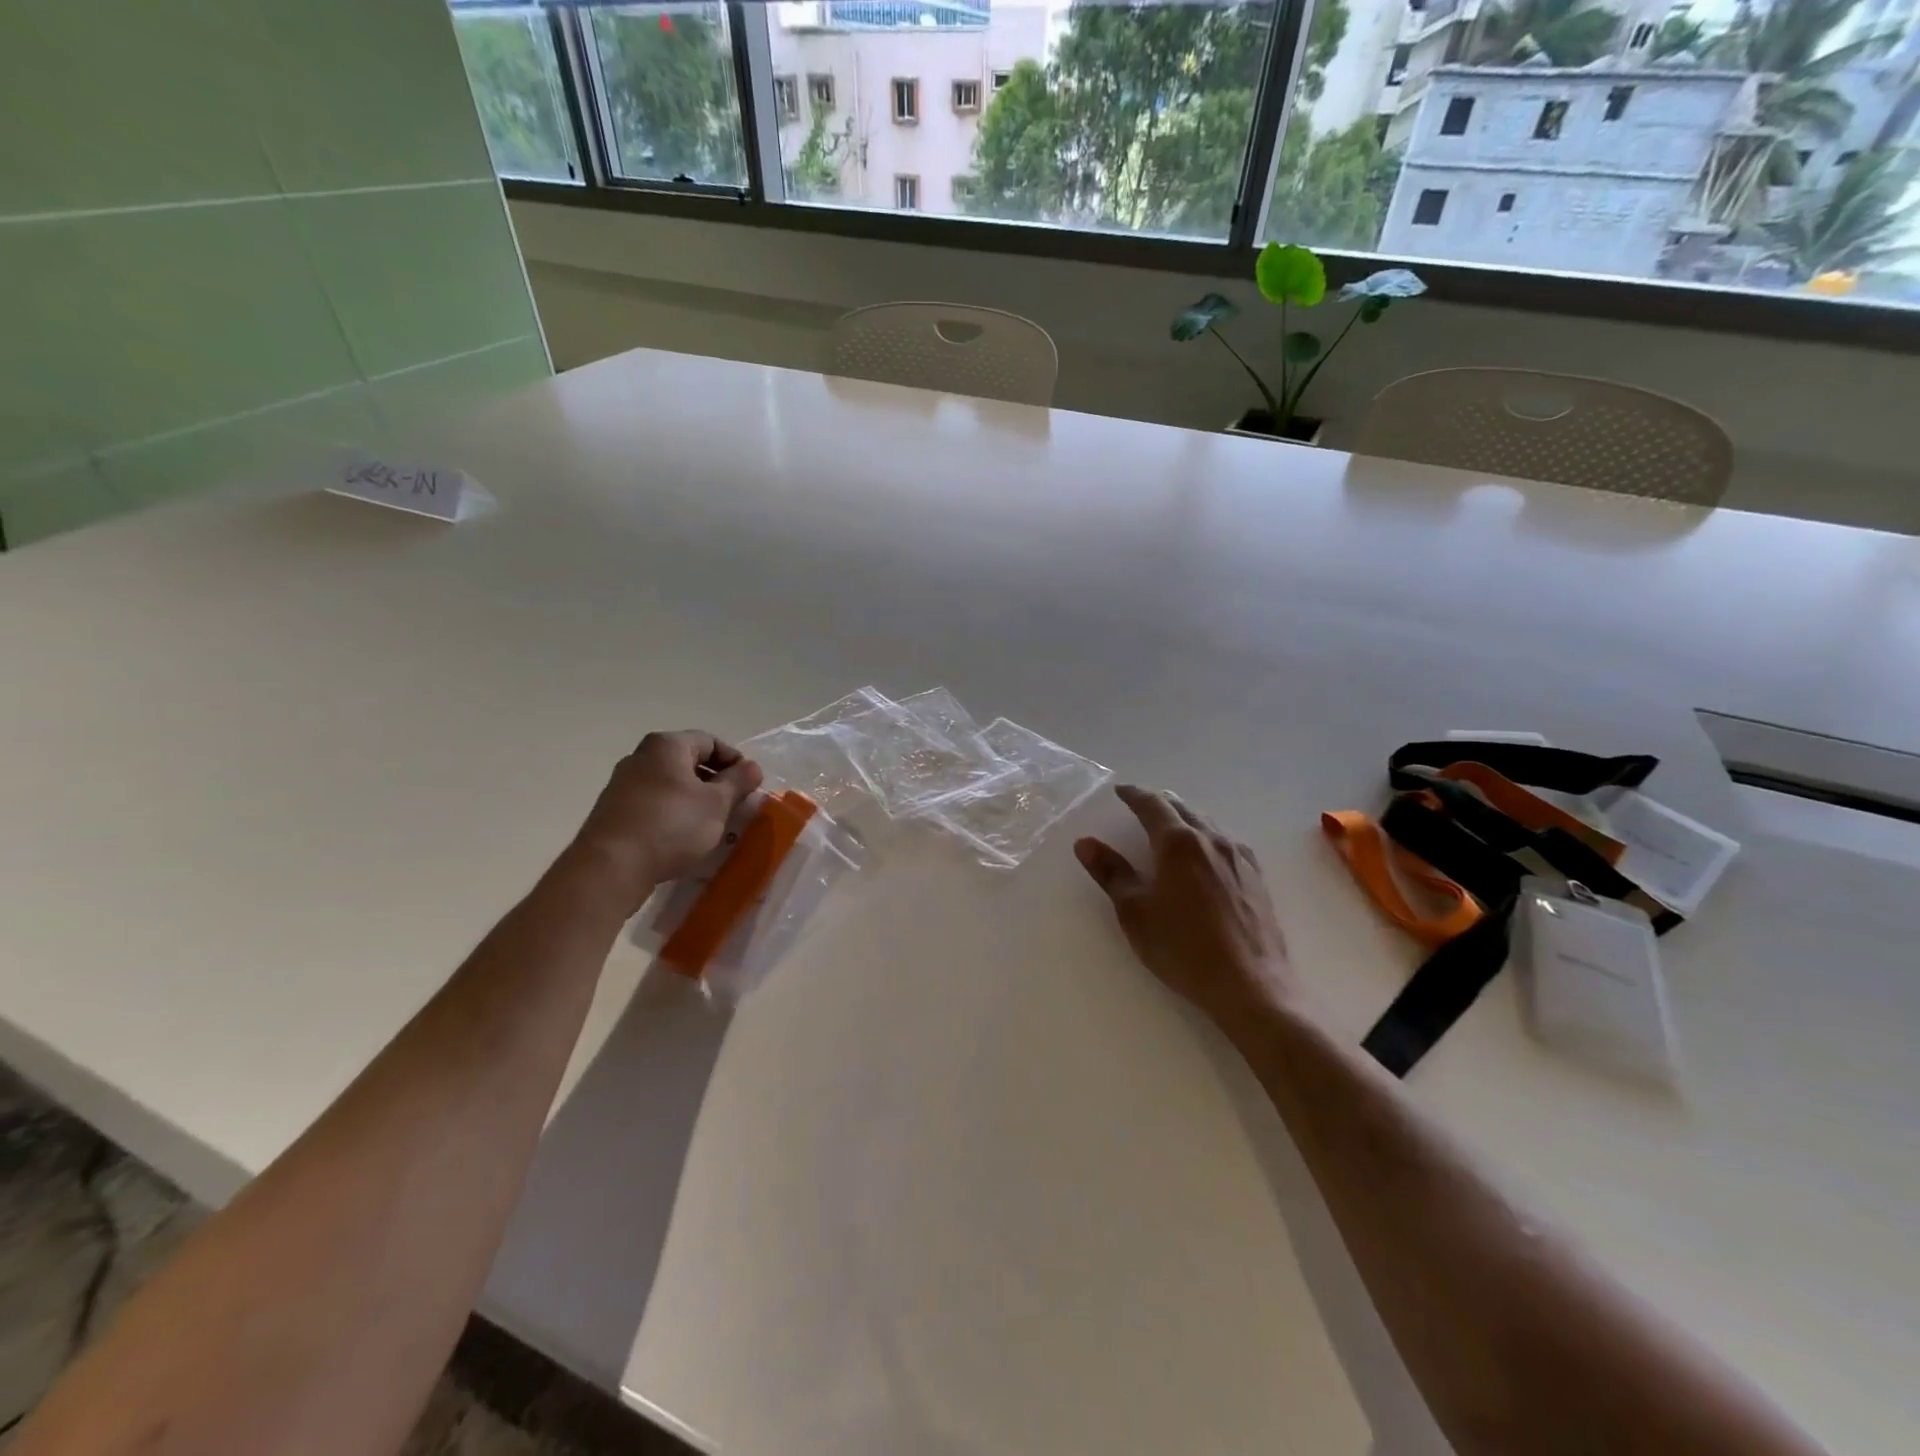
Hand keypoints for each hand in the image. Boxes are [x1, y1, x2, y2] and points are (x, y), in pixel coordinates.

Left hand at [571, 731, 762, 908]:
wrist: (611, 867)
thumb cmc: (672, 825)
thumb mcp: (717, 804)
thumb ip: (738, 782)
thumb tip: (752, 767)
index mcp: (667, 746)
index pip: (710, 741)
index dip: (734, 760)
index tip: (749, 785)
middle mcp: (641, 757)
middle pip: (688, 761)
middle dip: (714, 782)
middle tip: (733, 805)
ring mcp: (623, 784)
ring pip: (670, 784)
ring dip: (694, 799)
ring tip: (711, 824)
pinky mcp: (613, 811)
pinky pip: (653, 803)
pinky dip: (673, 813)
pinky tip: (682, 837)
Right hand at [1075, 786, 1301, 1030]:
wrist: (1250, 985)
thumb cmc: (1183, 948)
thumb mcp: (1135, 912)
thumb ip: (1111, 873)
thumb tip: (1085, 843)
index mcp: (1178, 842)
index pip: (1152, 804)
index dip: (1133, 795)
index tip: (1120, 791)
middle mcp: (1211, 839)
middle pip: (1182, 807)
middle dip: (1159, 802)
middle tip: (1141, 804)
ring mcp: (1239, 857)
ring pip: (1207, 823)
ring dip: (1184, 817)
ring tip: (1170, 825)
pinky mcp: (1256, 877)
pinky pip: (1226, 841)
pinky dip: (1207, 836)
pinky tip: (1206, 853)